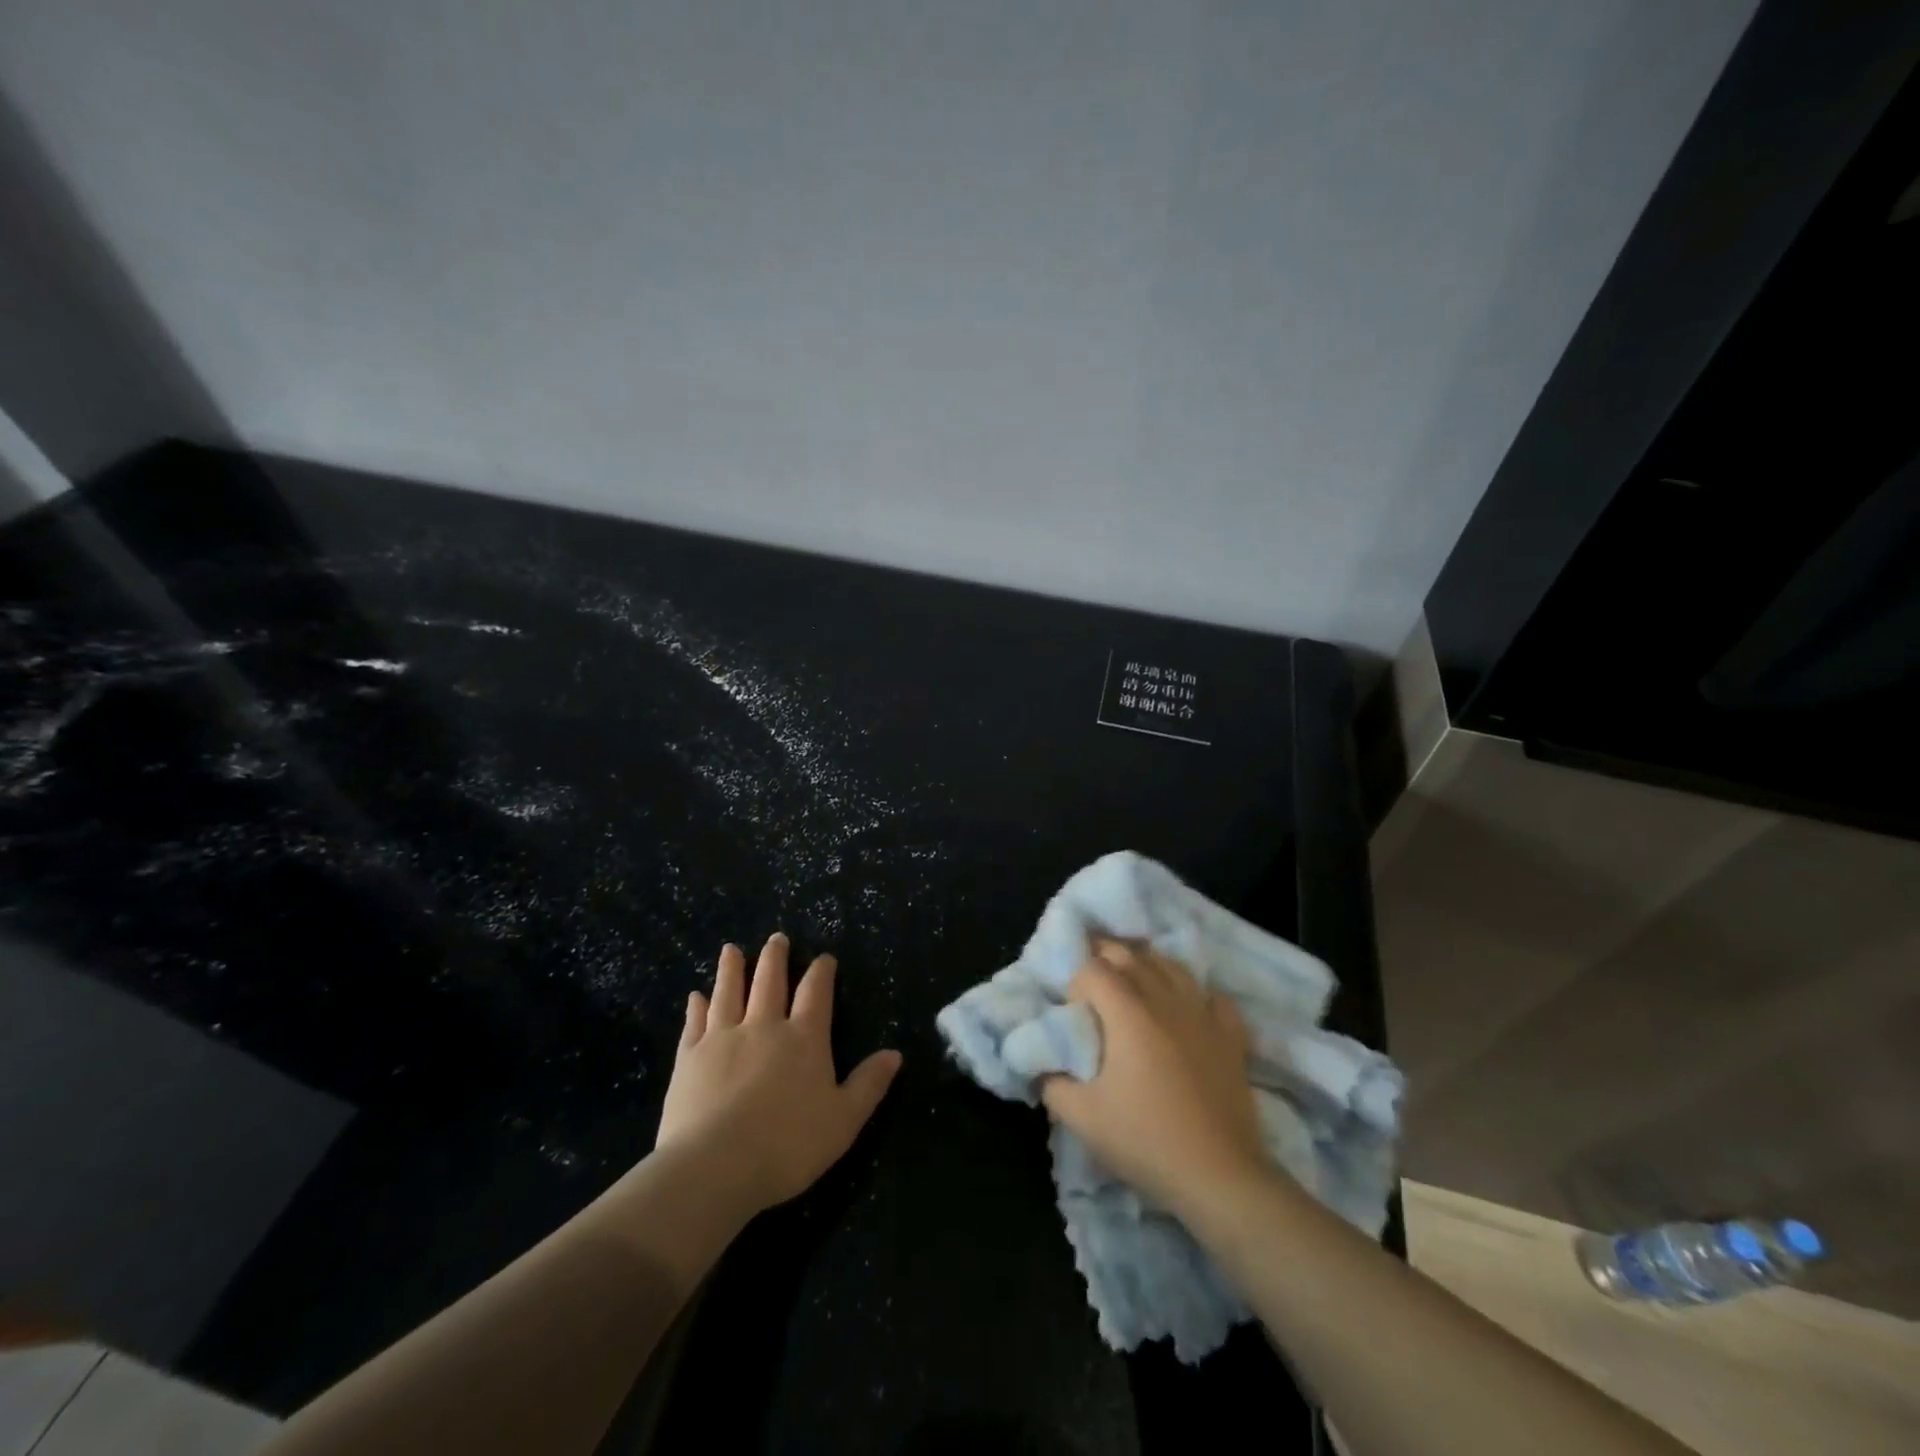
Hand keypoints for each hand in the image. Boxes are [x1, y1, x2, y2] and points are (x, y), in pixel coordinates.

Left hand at [654, 934, 902, 1214]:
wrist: (716, 1166)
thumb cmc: (788, 1145)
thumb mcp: (843, 1120)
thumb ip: (868, 1084)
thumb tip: (895, 1053)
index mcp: (804, 1038)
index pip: (816, 993)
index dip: (822, 972)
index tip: (824, 957)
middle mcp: (764, 1026)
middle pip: (770, 981)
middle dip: (775, 958)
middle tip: (776, 938)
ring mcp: (723, 1038)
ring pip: (729, 992)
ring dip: (732, 969)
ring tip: (731, 949)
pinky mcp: (690, 1058)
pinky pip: (695, 1023)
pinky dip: (696, 1007)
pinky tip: (695, 996)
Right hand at [1040, 938, 1268, 1219]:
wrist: (1219, 1177)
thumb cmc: (1145, 1140)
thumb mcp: (1081, 1118)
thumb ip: (1052, 1084)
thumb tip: (1043, 1065)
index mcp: (1127, 1012)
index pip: (1093, 969)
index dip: (1076, 982)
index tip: (1072, 1011)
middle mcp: (1165, 1000)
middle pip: (1131, 956)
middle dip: (1105, 958)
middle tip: (1092, 984)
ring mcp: (1203, 1015)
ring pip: (1171, 967)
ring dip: (1147, 966)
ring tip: (1134, 982)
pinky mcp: (1231, 1037)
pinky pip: (1212, 998)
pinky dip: (1195, 994)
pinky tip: (1188, 1008)